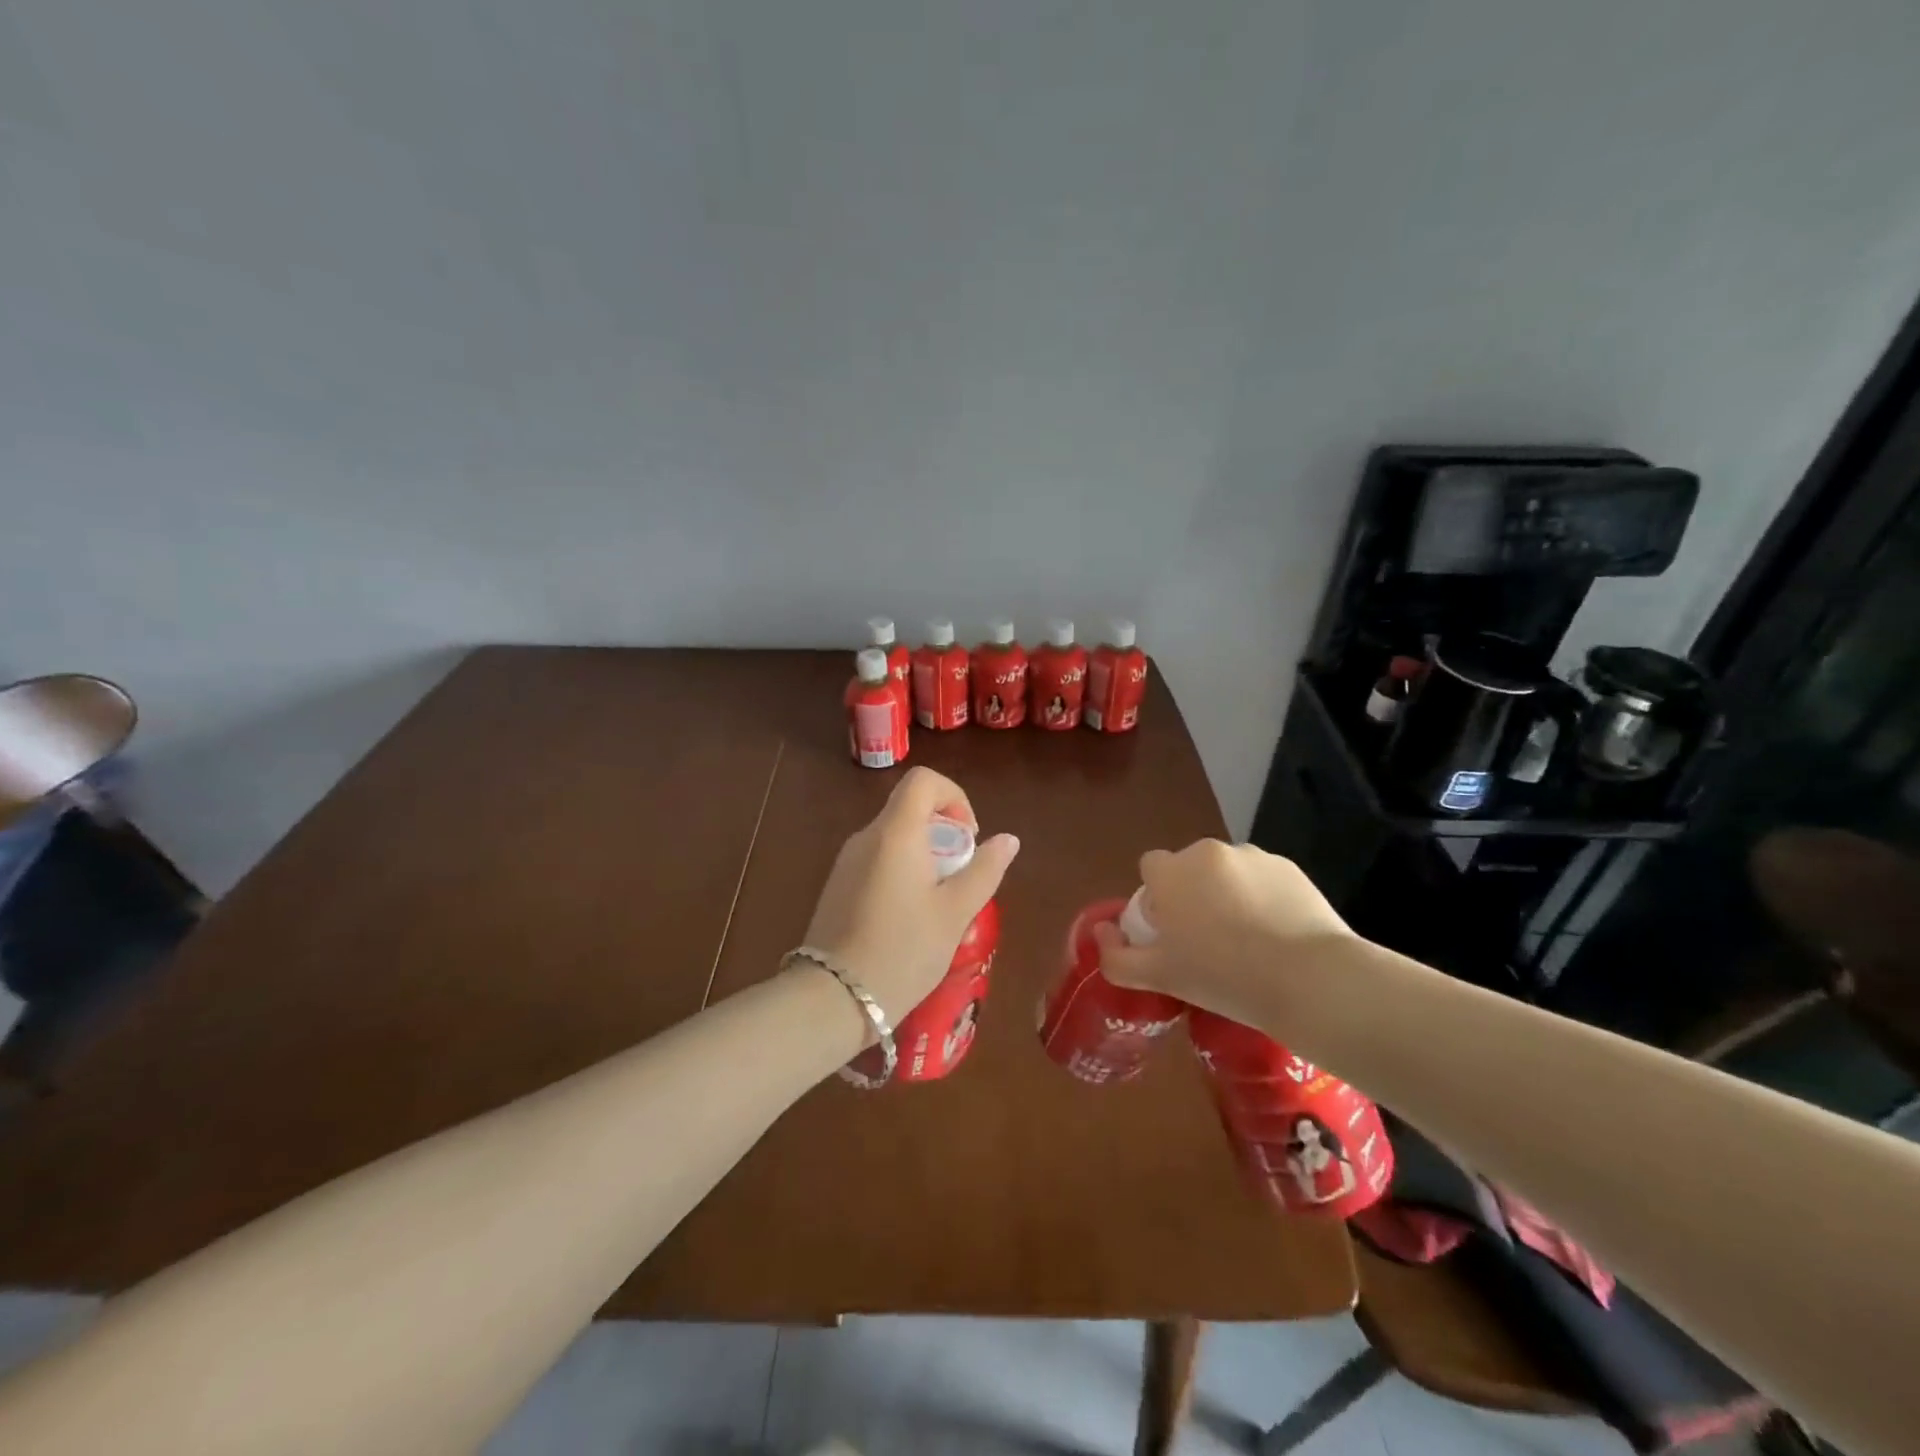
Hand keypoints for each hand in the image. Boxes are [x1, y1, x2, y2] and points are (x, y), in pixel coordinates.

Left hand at [801, 767, 1019, 1027]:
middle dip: (944, 833)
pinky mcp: (837, 886)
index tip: (968, 838)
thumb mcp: (955, 912)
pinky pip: (877, 860)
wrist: (832, 998)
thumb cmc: (903, 950)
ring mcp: (846, 861)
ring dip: (924, 856)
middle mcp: (866, 837)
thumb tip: (1008, 839)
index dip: (954, 797)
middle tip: (960, 877)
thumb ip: (985, 870)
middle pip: (910, 809)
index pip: (924, 781)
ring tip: (938, 903)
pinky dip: (901, 872)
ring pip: (894, 837)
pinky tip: (909, 918)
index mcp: (896, 832)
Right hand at [1092, 840, 1355, 1029]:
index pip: (1151, 868)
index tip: (1172, 933)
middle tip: (1208, 942)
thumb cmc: (1223, 977)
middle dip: (1193, 895)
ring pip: (1227, 873)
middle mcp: (1208, 853)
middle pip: (1189, 868)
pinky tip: (1277, 935)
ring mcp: (1253, 856)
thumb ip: (1116, 956)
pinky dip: (1263, 898)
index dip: (1157, 898)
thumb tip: (1102, 933)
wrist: (1309, 979)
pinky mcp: (1290, 868)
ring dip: (1228, 894)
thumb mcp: (1159, 978)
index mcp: (1172, 872)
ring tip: (1249, 941)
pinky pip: (1263, 879)